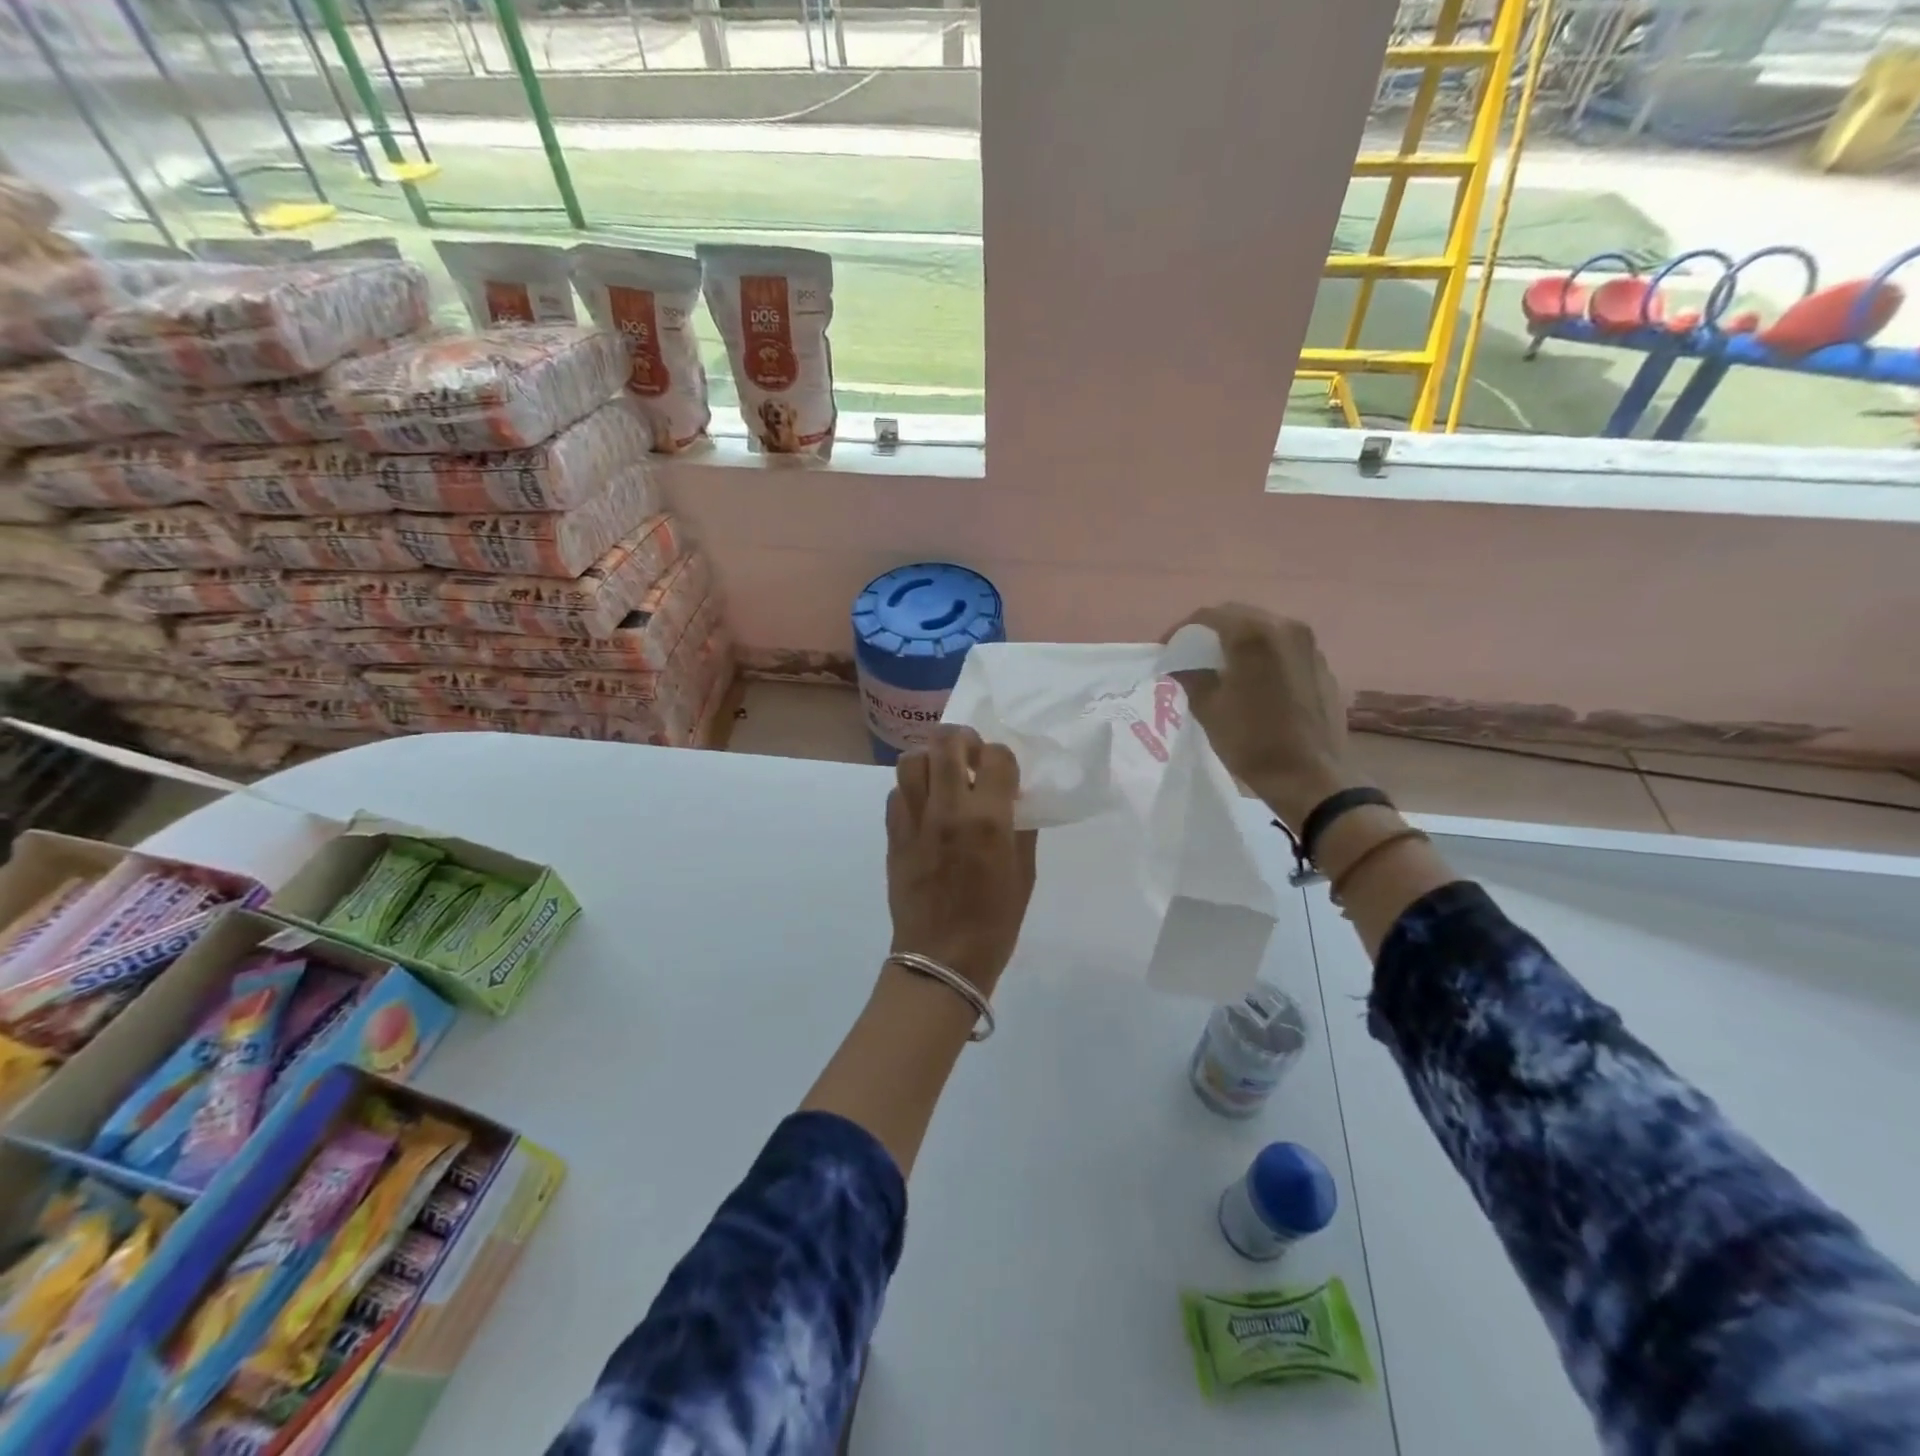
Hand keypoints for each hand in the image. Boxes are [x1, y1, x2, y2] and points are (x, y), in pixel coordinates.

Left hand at [887, 725, 1037, 992]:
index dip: (1003, 758)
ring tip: (941, 774)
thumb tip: (1013, 799)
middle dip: (962, 739)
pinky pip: (896, 793)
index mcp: (989, 820)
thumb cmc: (994, 922)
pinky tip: (924, 805)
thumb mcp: (1024, 874)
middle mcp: (949, 810)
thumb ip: (1021, 828)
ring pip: (911, 760)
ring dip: (930, 758)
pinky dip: (910, 789)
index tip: (1003, 772)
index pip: (996, 756)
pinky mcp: (893, 835)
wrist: (941, 959)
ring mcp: (915, 821)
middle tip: (970, 754)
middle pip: (947, 743)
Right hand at [1164, 604, 1360, 828]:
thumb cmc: (1252, 741)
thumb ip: (1191, 676)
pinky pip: (1284, 647)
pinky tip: (1253, 679)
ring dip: (1239, 640)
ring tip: (1221, 665)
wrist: (1310, 776)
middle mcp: (1285, 628)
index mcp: (1253, 635)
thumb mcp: (1208, 709)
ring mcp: (1309, 645)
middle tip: (1191, 653)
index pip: (1209, 615)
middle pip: (1239, 616)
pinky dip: (1263, 654)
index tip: (1167, 649)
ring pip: (1264, 629)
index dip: (1182, 630)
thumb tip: (1180, 666)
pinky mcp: (1322, 664)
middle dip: (1211, 631)